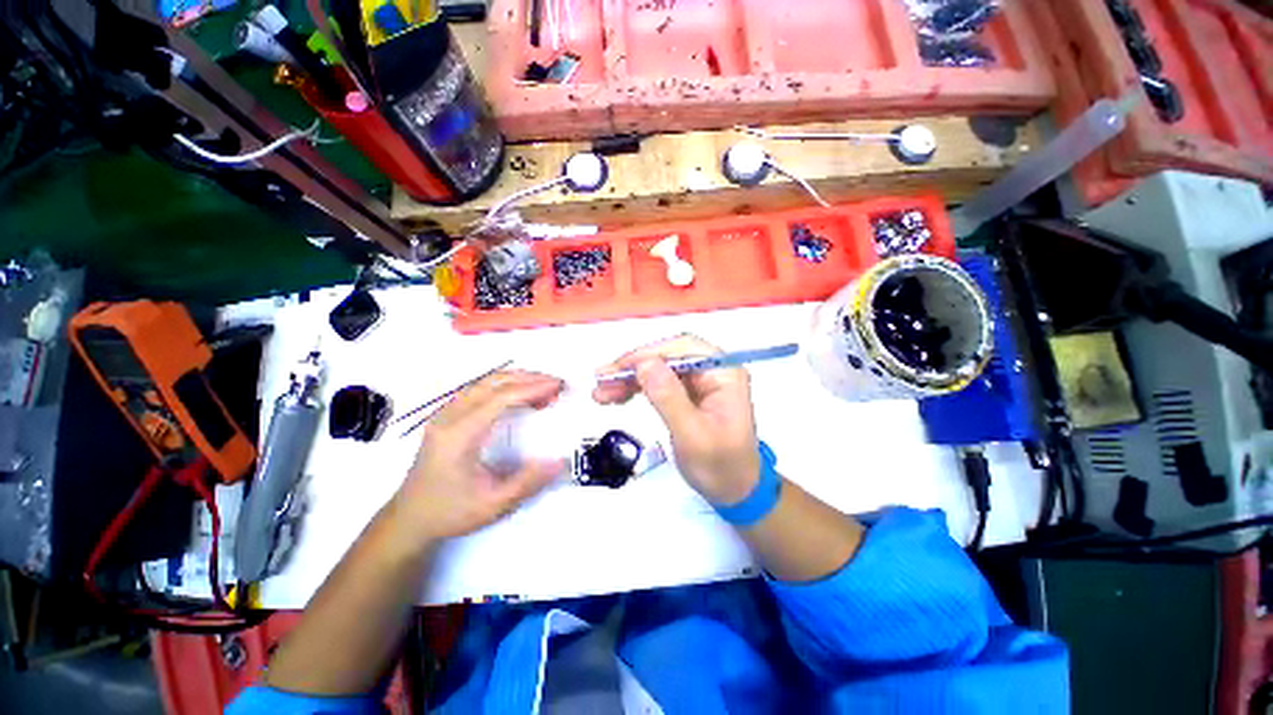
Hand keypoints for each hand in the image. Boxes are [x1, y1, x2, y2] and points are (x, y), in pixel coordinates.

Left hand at [393, 371, 566, 542]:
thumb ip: (528, 482)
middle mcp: (449, 416)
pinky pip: (480, 390)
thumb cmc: (450, 512)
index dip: (532, 388)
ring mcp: (445, 413)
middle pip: (493, 382)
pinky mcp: (447, 416)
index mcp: (459, 435)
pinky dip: (505, 387)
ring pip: (486, 382)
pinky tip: (521, 397)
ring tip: (544, 389)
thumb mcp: (492, 505)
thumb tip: (560, 461)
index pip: (500, 398)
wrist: (409, 519)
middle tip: (556, 385)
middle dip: (529, 378)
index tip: (558, 387)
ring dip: (517, 380)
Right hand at [593, 335, 761, 504]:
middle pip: (668, 356)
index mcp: (723, 373)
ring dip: (630, 378)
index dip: (647, 355)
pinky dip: (637, 387)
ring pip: (660, 368)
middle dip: (633, 367)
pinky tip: (617, 396)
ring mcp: (701, 381)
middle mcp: (713, 370)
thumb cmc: (720, 467)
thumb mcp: (692, 436)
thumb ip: (668, 398)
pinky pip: (660, 383)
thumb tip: (644, 364)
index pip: (682, 349)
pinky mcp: (689, 393)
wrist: (735, 492)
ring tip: (601, 393)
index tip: (616, 370)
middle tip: (600, 382)